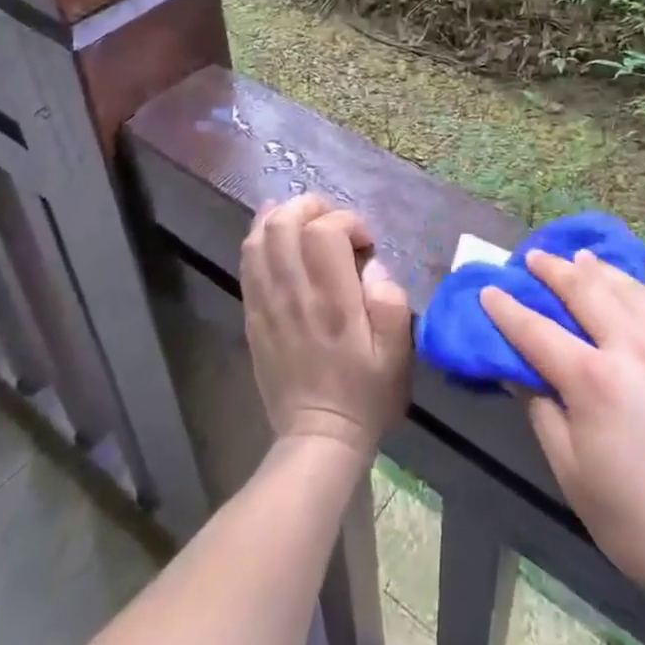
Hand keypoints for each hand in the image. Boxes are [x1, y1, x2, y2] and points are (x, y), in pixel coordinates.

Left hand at [241, 194, 411, 455]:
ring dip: (283, 217)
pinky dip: (259, 236)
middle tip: (334, 223)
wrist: (317, 437)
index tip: (365, 243)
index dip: (348, 222)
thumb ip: (391, 301)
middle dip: (311, 207)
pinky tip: (273, 230)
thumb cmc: (365, 394)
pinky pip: (247, 262)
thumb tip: (372, 266)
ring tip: (305, 221)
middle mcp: (295, 294)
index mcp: (333, 301)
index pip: (325, 232)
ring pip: (260, 237)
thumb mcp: (397, 353)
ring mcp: (267, 303)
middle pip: (285, 223)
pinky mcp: (253, 315)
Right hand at [481, 250, 644, 615]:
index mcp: (594, 380)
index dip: (508, 309)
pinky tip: (629, 291)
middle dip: (554, 270)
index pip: (538, 331)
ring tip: (579, 258)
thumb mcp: (572, 473)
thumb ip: (543, 412)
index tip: (489, 289)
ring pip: (628, 290)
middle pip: (586, 291)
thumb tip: (524, 373)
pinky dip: (636, 291)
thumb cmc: (637, 522)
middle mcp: (633, 347)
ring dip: (597, 270)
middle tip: (533, 257)